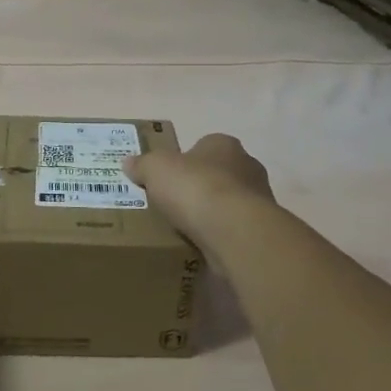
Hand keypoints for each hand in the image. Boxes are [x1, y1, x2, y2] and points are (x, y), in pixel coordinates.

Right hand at [124, 133, 273, 248]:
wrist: (235, 231)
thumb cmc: (195, 188)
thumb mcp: (155, 169)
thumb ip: (142, 165)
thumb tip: (129, 163)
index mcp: (223, 144)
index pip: (203, 146)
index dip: (185, 160)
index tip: (168, 178)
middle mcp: (247, 166)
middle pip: (218, 174)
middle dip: (199, 187)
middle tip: (174, 203)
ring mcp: (259, 199)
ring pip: (229, 203)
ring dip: (212, 213)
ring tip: (185, 229)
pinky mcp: (261, 230)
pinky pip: (234, 229)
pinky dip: (221, 235)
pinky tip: (203, 246)